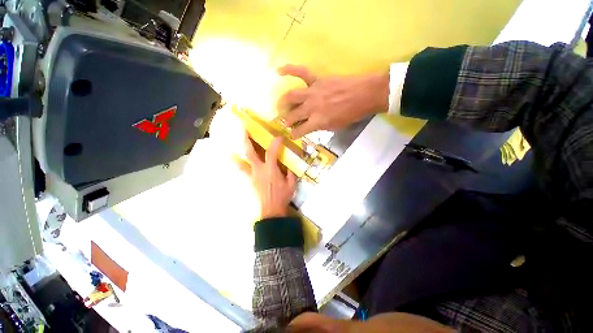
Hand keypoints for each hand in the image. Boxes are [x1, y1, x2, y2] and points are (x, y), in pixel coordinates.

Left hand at [240, 133, 296, 218]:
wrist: (272, 210)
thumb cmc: (282, 196)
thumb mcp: (291, 183)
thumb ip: (290, 172)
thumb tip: (288, 164)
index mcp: (271, 170)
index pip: (271, 152)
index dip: (275, 142)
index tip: (279, 137)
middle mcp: (259, 170)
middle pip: (250, 152)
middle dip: (246, 139)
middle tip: (244, 129)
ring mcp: (252, 175)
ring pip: (242, 161)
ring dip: (239, 150)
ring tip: (237, 143)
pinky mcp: (250, 180)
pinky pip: (243, 169)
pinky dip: (239, 162)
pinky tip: (235, 158)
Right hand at [277, 64, 389, 137]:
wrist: (365, 95)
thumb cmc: (352, 114)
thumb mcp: (335, 126)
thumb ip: (320, 126)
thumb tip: (310, 125)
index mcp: (317, 121)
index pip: (300, 130)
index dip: (294, 134)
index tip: (292, 135)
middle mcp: (311, 107)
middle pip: (293, 115)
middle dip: (287, 120)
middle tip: (285, 122)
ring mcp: (313, 92)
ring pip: (291, 96)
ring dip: (283, 102)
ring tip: (279, 106)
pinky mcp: (317, 80)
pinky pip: (300, 72)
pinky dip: (289, 70)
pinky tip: (278, 71)